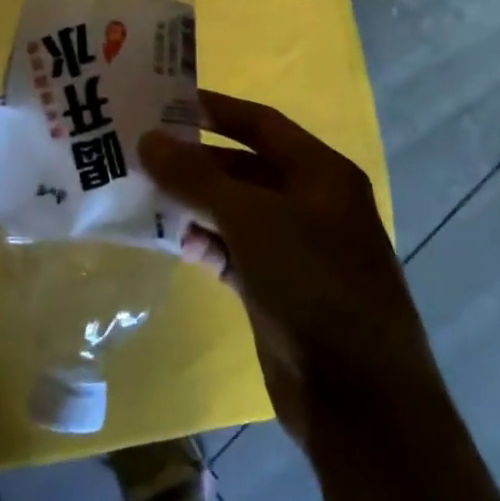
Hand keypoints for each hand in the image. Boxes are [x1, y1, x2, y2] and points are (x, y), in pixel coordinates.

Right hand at [141, 92, 435, 449]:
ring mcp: (295, 249)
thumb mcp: (251, 218)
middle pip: (243, 168)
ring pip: (235, 212)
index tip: (165, 102)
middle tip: (141, 154)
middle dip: (195, 162)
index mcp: (320, 173)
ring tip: (144, 197)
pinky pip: (234, 252)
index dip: (215, 109)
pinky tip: (176, 245)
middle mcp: (311, 203)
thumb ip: (197, 176)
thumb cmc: (312, 283)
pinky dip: (206, 245)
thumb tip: (148, 139)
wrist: (358, 398)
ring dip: (195, 205)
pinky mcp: (278, 289)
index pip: (261, 123)